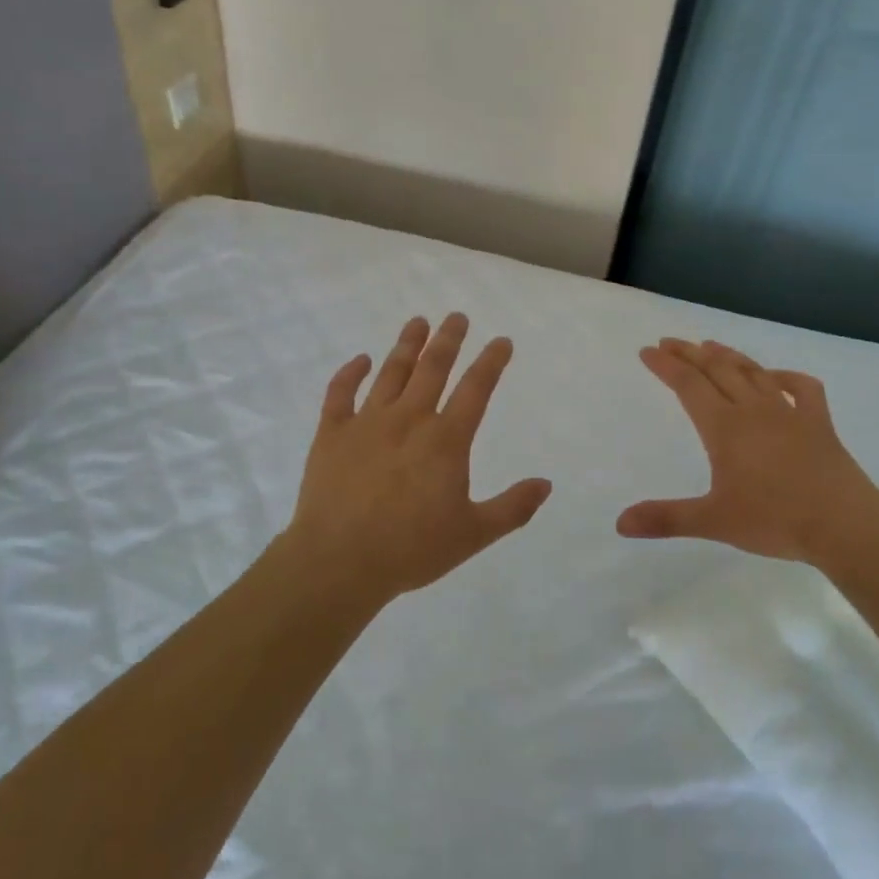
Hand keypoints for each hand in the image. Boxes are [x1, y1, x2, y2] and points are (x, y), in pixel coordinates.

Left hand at [274, 313, 552, 605]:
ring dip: (407, 344)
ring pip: (391, 372)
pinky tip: (360, 360)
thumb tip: (546, 483)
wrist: (339, 562)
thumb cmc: (411, 549)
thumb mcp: (473, 534)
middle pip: (433, 368)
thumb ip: (512, 508)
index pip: (476, 389)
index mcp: (445, 440)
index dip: (491, 361)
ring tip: (418, 321)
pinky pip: (340, 393)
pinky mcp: (331, 433)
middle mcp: (409, 419)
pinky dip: (350, 373)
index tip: (502, 341)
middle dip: (449, 339)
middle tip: (457, 316)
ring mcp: (367, 422)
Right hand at [617, 338, 878, 564]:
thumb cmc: (774, 520)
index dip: (665, 366)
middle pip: (716, 369)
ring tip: (710, 345)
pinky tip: (775, 377)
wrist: (843, 523)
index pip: (687, 385)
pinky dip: (785, 377)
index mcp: (724, 428)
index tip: (648, 351)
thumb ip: (666, 519)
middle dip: (690, 353)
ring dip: (729, 356)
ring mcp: (788, 412)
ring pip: (753, 372)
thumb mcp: (713, 521)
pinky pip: (802, 388)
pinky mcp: (818, 422)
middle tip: (670, 342)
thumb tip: (621, 523)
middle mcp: (752, 410)